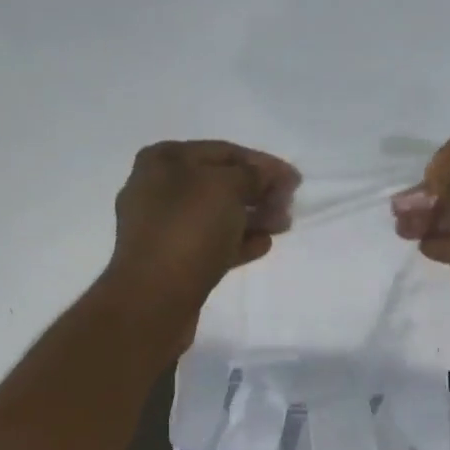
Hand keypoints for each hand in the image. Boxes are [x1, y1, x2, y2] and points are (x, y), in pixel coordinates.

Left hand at [104, 139, 299, 343]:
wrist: (154, 298)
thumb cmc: (188, 230)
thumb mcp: (226, 188)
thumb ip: (253, 175)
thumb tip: (268, 175)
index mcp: (164, 160)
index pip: (224, 152)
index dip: (263, 163)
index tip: (295, 180)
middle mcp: (158, 189)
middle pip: (219, 184)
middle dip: (258, 192)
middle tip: (289, 205)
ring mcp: (163, 228)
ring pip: (216, 216)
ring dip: (251, 218)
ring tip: (282, 226)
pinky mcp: (171, 261)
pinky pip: (210, 244)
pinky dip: (237, 242)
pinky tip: (263, 245)